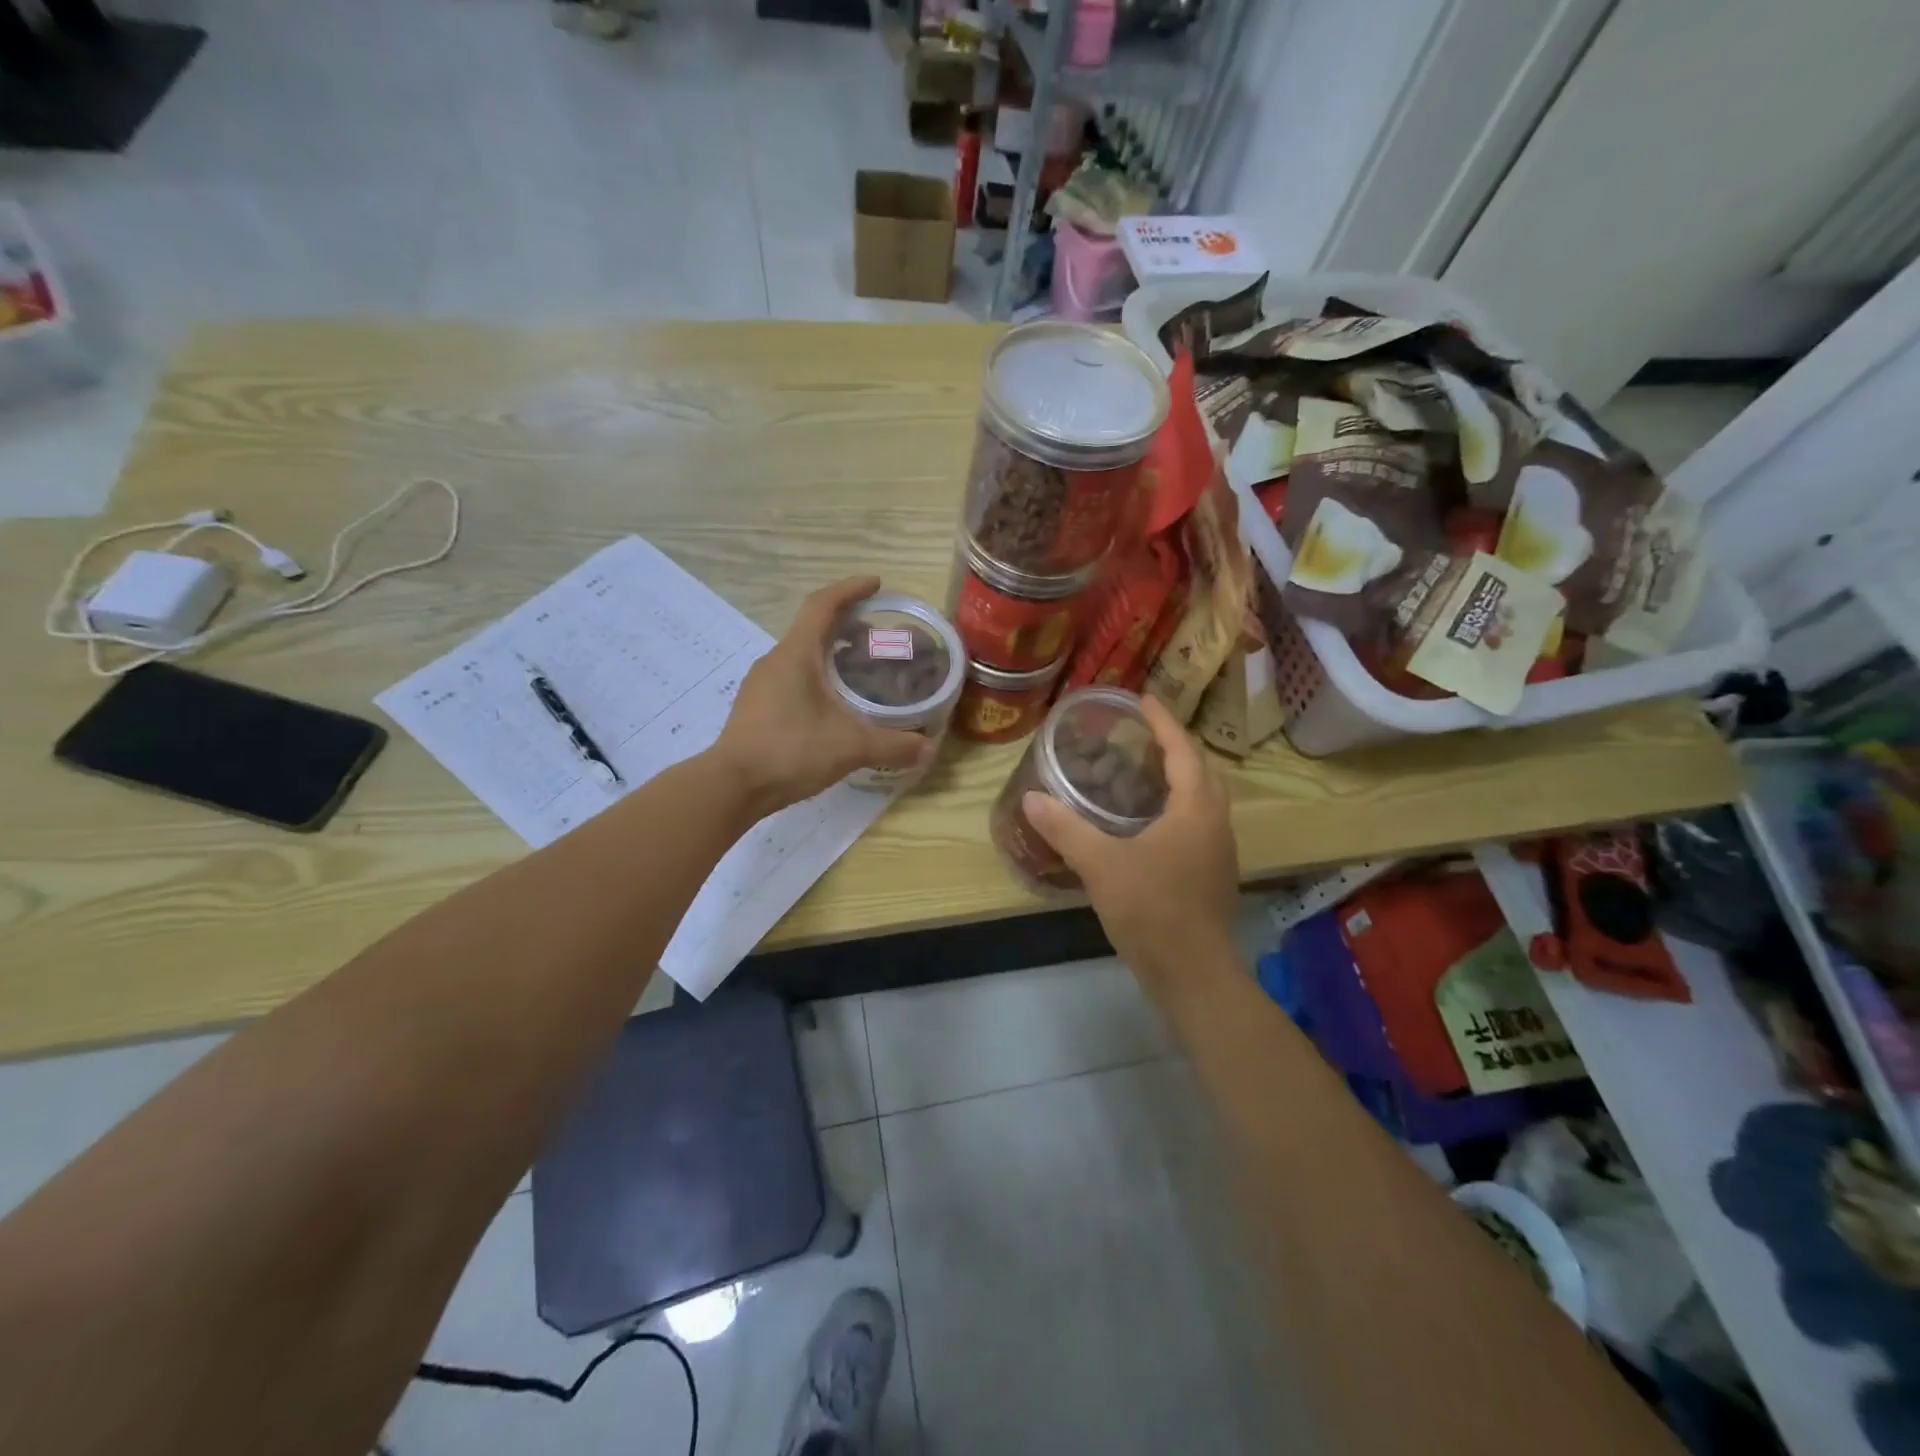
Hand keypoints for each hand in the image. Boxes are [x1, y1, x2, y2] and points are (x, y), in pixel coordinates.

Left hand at [711, 576, 931, 816]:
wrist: (732, 786)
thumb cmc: (791, 751)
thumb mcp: (850, 746)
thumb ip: (893, 745)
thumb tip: (928, 748)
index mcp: (796, 654)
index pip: (823, 605)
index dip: (850, 589)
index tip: (875, 584)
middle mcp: (776, 660)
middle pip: (812, 628)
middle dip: (846, 625)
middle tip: (877, 637)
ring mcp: (761, 684)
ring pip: (801, 655)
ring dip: (829, 653)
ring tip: (859, 669)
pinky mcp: (756, 707)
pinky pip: (792, 677)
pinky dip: (816, 676)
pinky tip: (833, 703)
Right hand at [1022, 696, 1239, 993]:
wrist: (1194, 975)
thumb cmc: (1152, 911)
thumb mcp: (1101, 865)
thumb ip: (1066, 828)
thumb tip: (1032, 798)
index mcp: (1196, 809)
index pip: (1182, 750)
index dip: (1163, 722)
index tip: (1142, 699)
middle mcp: (1215, 822)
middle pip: (1201, 769)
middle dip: (1174, 746)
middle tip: (1138, 735)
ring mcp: (1218, 850)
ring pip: (1203, 798)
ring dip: (1178, 777)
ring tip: (1140, 771)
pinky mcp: (1212, 873)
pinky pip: (1198, 821)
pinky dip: (1177, 806)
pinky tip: (1146, 822)